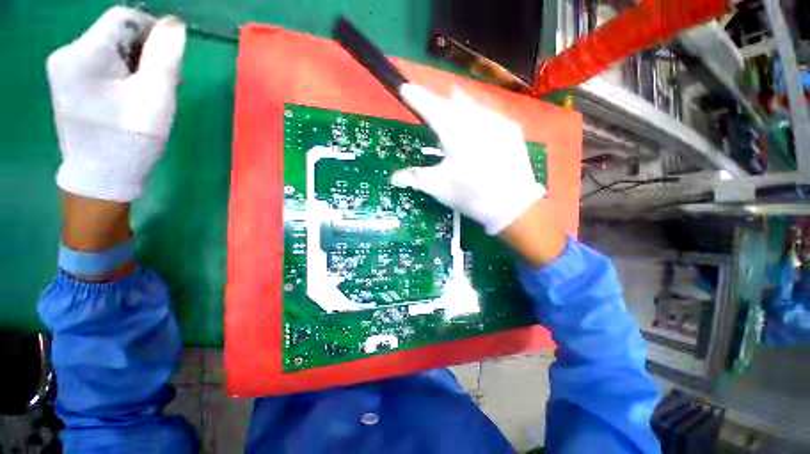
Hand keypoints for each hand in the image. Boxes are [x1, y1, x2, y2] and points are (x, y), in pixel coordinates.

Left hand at [47, 7, 186, 201]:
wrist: (94, 195)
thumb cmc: (124, 145)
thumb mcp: (156, 94)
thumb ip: (167, 49)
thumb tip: (169, 24)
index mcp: (85, 53)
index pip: (126, 18)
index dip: (148, 33)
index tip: (160, 61)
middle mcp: (68, 59)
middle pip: (114, 33)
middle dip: (138, 51)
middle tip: (152, 81)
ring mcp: (63, 76)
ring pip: (106, 49)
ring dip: (127, 64)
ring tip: (140, 92)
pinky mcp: (64, 90)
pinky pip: (94, 65)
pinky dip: (111, 74)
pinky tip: (122, 96)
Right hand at [392, 84, 564, 265]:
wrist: (516, 204)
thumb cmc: (473, 194)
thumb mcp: (440, 188)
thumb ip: (415, 177)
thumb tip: (394, 177)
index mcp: (452, 131)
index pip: (429, 106)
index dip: (416, 96)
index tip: (405, 87)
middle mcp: (473, 119)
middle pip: (451, 101)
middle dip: (439, 100)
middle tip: (431, 102)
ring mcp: (495, 121)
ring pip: (472, 105)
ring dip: (461, 104)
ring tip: (456, 103)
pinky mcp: (511, 128)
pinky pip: (490, 114)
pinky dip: (481, 116)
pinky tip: (481, 125)